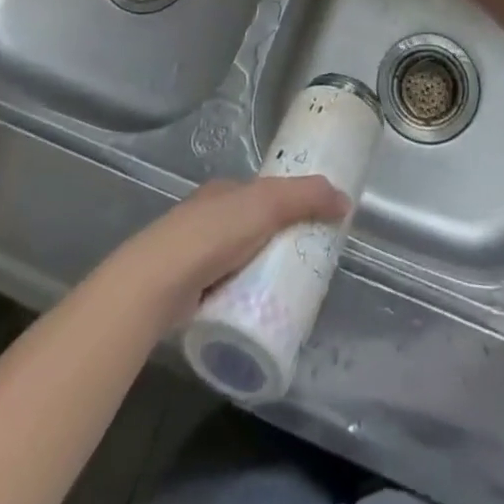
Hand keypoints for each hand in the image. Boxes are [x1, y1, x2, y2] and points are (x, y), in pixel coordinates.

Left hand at [107, 176, 350, 330]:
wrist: (157, 282)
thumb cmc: (213, 233)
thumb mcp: (267, 203)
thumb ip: (306, 197)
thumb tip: (346, 201)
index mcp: (225, 191)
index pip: (264, 194)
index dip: (289, 206)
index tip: (313, 228)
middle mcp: (208, 217)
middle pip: (253, 228)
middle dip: (277, 244)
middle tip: (306, 268)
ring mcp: (194, 255)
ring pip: (239, 261)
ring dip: (260, 273)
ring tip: (286, 295)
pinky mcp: (188, 291)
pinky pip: (225, 291)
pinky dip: (242, 298)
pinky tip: (256, 313)